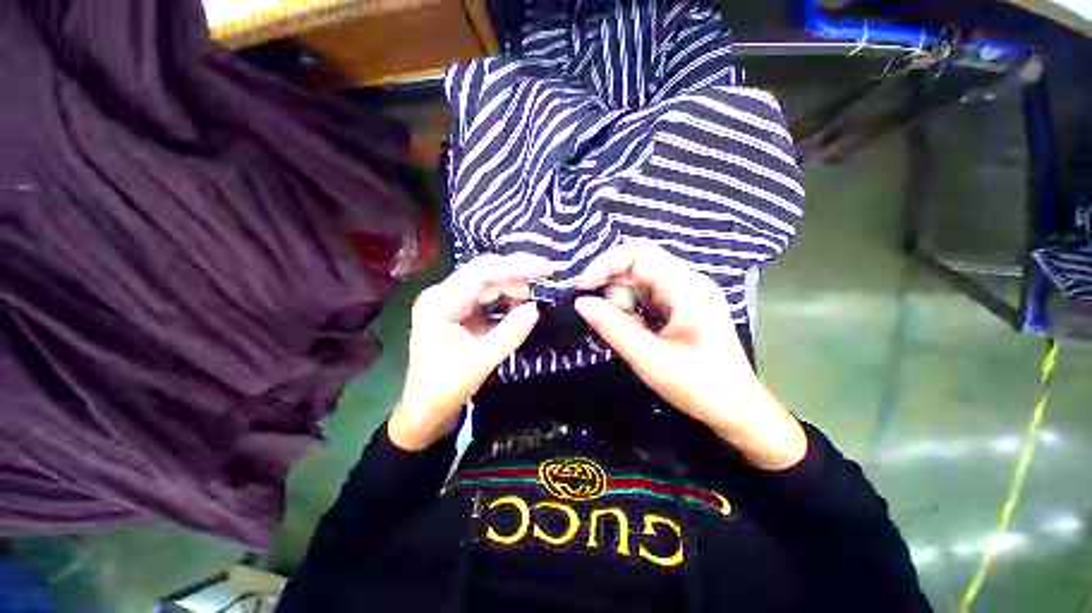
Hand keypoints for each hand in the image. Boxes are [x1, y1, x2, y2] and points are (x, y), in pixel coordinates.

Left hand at [388, 254, 553, 450]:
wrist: (426, 409)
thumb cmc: (444, 389)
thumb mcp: (479, 363)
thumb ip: (509, 334)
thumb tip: (535, 308)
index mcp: (439, 303)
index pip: (481, 273)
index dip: (516, 267)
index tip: (546, 268)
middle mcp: (443, 294)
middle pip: (485, 272)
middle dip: (518, 272)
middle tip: (548, 275)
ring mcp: (452, 301)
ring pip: (489, 282)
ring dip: (514, 285)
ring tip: (535, 295)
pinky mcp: (462, 311)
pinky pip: (489, 296)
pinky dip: (508, 297)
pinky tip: (522, 303)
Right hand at [574, 242, 806, 469]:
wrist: (737, 410)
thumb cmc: (699, 386)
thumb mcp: (650, 359)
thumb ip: (614, 328)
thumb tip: (581, 302)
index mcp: (686, 288)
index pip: (638, 254)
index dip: (604, 265)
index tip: (582, 289)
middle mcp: (687, 282)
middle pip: (637, 265)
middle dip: (612, 288)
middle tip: (602, 318)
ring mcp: (686, 294)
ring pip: (639, 282)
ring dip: (622, 303)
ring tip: (626, 333)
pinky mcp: (682, 306)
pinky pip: (647, 297)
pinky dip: (631, 311)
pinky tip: (635, 333)